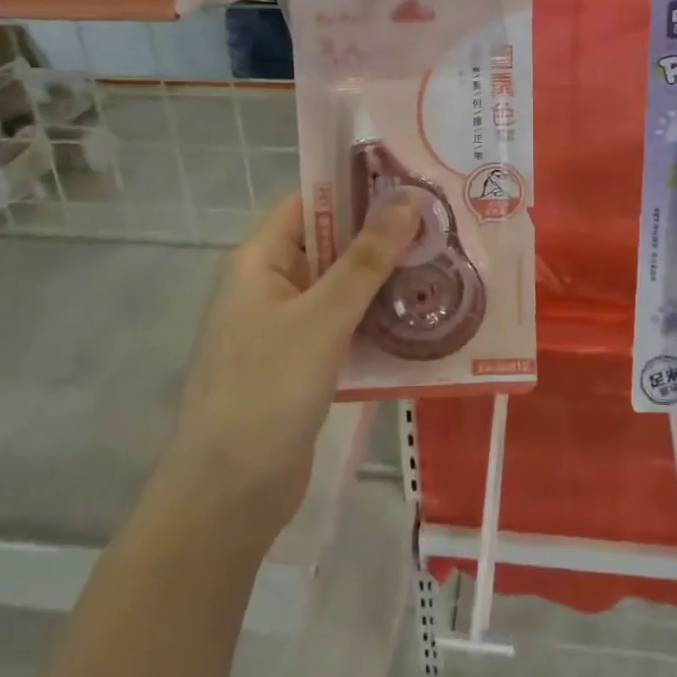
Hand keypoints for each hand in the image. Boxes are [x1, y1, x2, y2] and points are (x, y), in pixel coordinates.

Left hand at [167, 193, 420, 533]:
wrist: (230, 495)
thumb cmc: (267, 390)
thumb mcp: (322, 318)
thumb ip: (367, 259)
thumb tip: (409, 199)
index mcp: (262, 259)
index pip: (313, 201)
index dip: (359, 187)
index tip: (415, 181)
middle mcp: (274, 284)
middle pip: (334, 243)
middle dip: (384, 237)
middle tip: (446, 225)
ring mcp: (290, 326)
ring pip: (345, 288)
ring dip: (387, 281)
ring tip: (446, 265)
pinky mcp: (307, 364)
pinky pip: (348, 328)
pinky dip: (379, 321)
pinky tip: (424, 320)